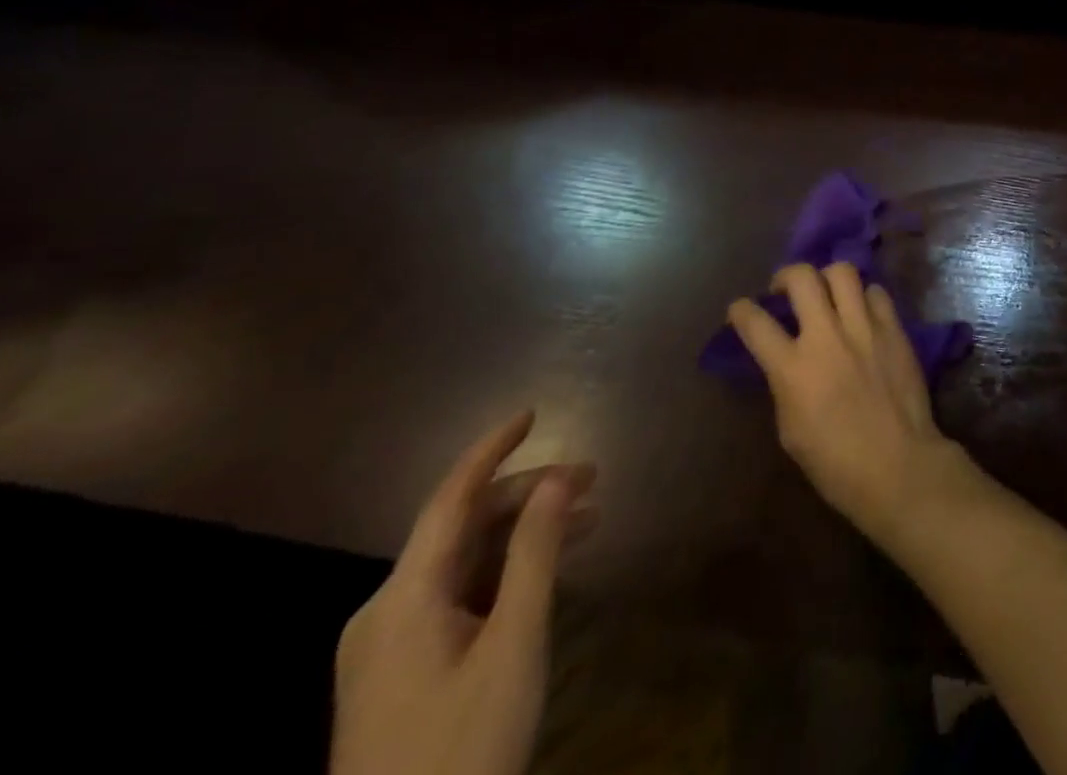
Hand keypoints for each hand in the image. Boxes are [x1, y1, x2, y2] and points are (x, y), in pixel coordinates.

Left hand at [331, 411, 596, 774]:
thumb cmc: (462, 748)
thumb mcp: (514, 645)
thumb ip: (536, 554)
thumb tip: (558, 479)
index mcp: (403, 598)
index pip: (451, 498)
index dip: (492, 449)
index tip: (533, 412)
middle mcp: (386, 611)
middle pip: (462, 527)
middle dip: (528, 494)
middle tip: (593, 480)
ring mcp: (389, 646)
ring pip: (463, 562)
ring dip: (523, 533)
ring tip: (587, 519)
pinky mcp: (400, 674)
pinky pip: (457, 597)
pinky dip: (504, 572)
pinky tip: (547, 571)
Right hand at [729, 263, 971, 548]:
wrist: (898, 466)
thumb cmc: (836, 463)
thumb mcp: (790, 429)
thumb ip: (785, 384)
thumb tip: (786, 361)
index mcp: (792, 368)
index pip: (755, 323)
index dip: (740, 310)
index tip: (739, 308)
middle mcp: (826, 336)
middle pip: (801, 276)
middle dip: (786, 275)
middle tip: (785, 289)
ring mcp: (864, 327)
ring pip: (842, 271)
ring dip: (827, 277)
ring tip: (826, 292)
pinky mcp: (894, 328)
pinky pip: (876, 292)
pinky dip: (864, 297)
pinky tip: (862, 312)